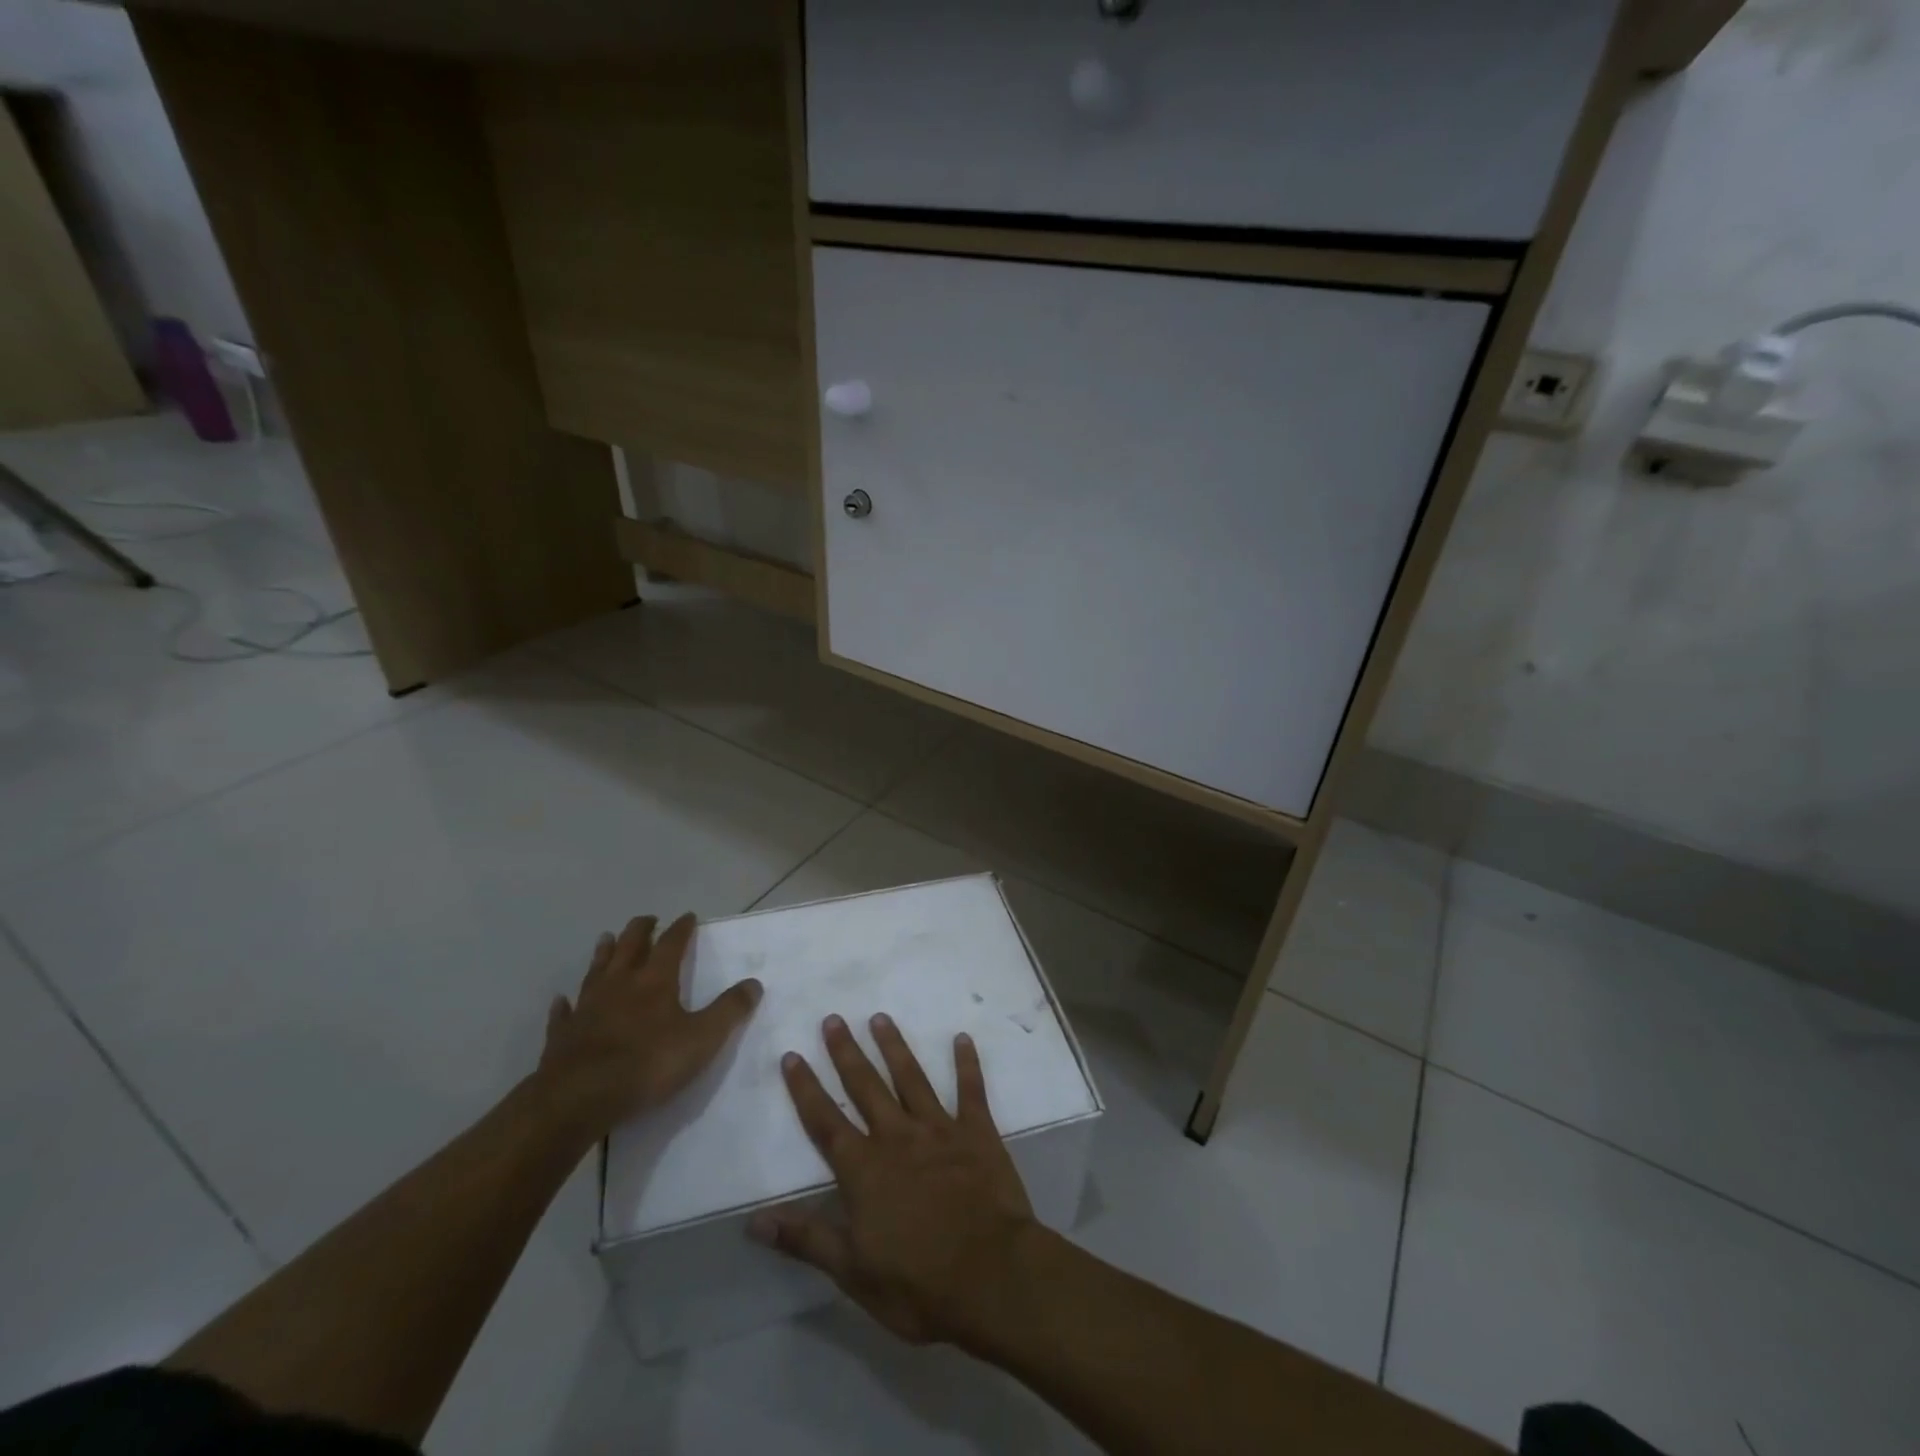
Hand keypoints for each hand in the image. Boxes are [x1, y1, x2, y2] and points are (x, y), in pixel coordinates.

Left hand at [534, 912, 761, 1141]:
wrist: (579, 1098)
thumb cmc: (648, 1064)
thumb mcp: (702, 1039)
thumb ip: (729, 1010)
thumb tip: (754, 983)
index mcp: (655, 981)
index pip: (671, 943)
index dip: (681, 928)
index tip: (688, 916)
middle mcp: (619, 984)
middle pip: (630, 946)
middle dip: (641, 930)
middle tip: (648, 919)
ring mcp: (587, 1007)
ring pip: (596, 970)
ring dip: (604, 953)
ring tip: (607, 939)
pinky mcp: (563, 1034)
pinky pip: (565, 1012)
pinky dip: (566, 1003)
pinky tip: (563, 1000)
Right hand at [749, 1013, 1035, 1346]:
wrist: (992, 1275)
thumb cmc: (918, 1283)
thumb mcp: (853, 1272)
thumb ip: (806, 1239)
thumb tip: (754, 1220)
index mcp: (865, 1170)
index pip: (825, 1122)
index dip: (806, 1089)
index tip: (792, 1054)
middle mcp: (897, 1137)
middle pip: (865, 1087)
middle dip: (847, 1052)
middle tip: (834, 1018)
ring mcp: (939, 1129)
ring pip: (911, 1078)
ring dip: (894, 1047)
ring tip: (880, 1018)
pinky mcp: (977, 1133)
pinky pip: (971, 1090)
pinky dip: (967, 1063)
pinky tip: (962, 1037)